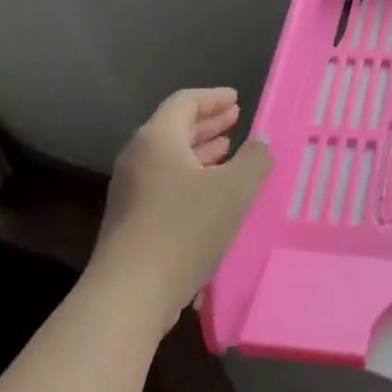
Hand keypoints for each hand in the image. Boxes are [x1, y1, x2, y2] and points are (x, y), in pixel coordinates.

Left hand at [94, 87, 273, 334]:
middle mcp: (138, 158)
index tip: (237, 100)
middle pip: (174, 129)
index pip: (185, 102)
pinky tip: (213, 195)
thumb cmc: (184, 229)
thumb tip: (262, 142)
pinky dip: (191, 178)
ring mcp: (131, 191)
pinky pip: (165, 184)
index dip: (213, 98)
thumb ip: (254, 160)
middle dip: (207, 124)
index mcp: (157, 139)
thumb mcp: (234, 190)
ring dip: (201, 153)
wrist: (130, 294)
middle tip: (236, 121)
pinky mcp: (132, 221)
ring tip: (229, 153)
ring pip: (170, 159)